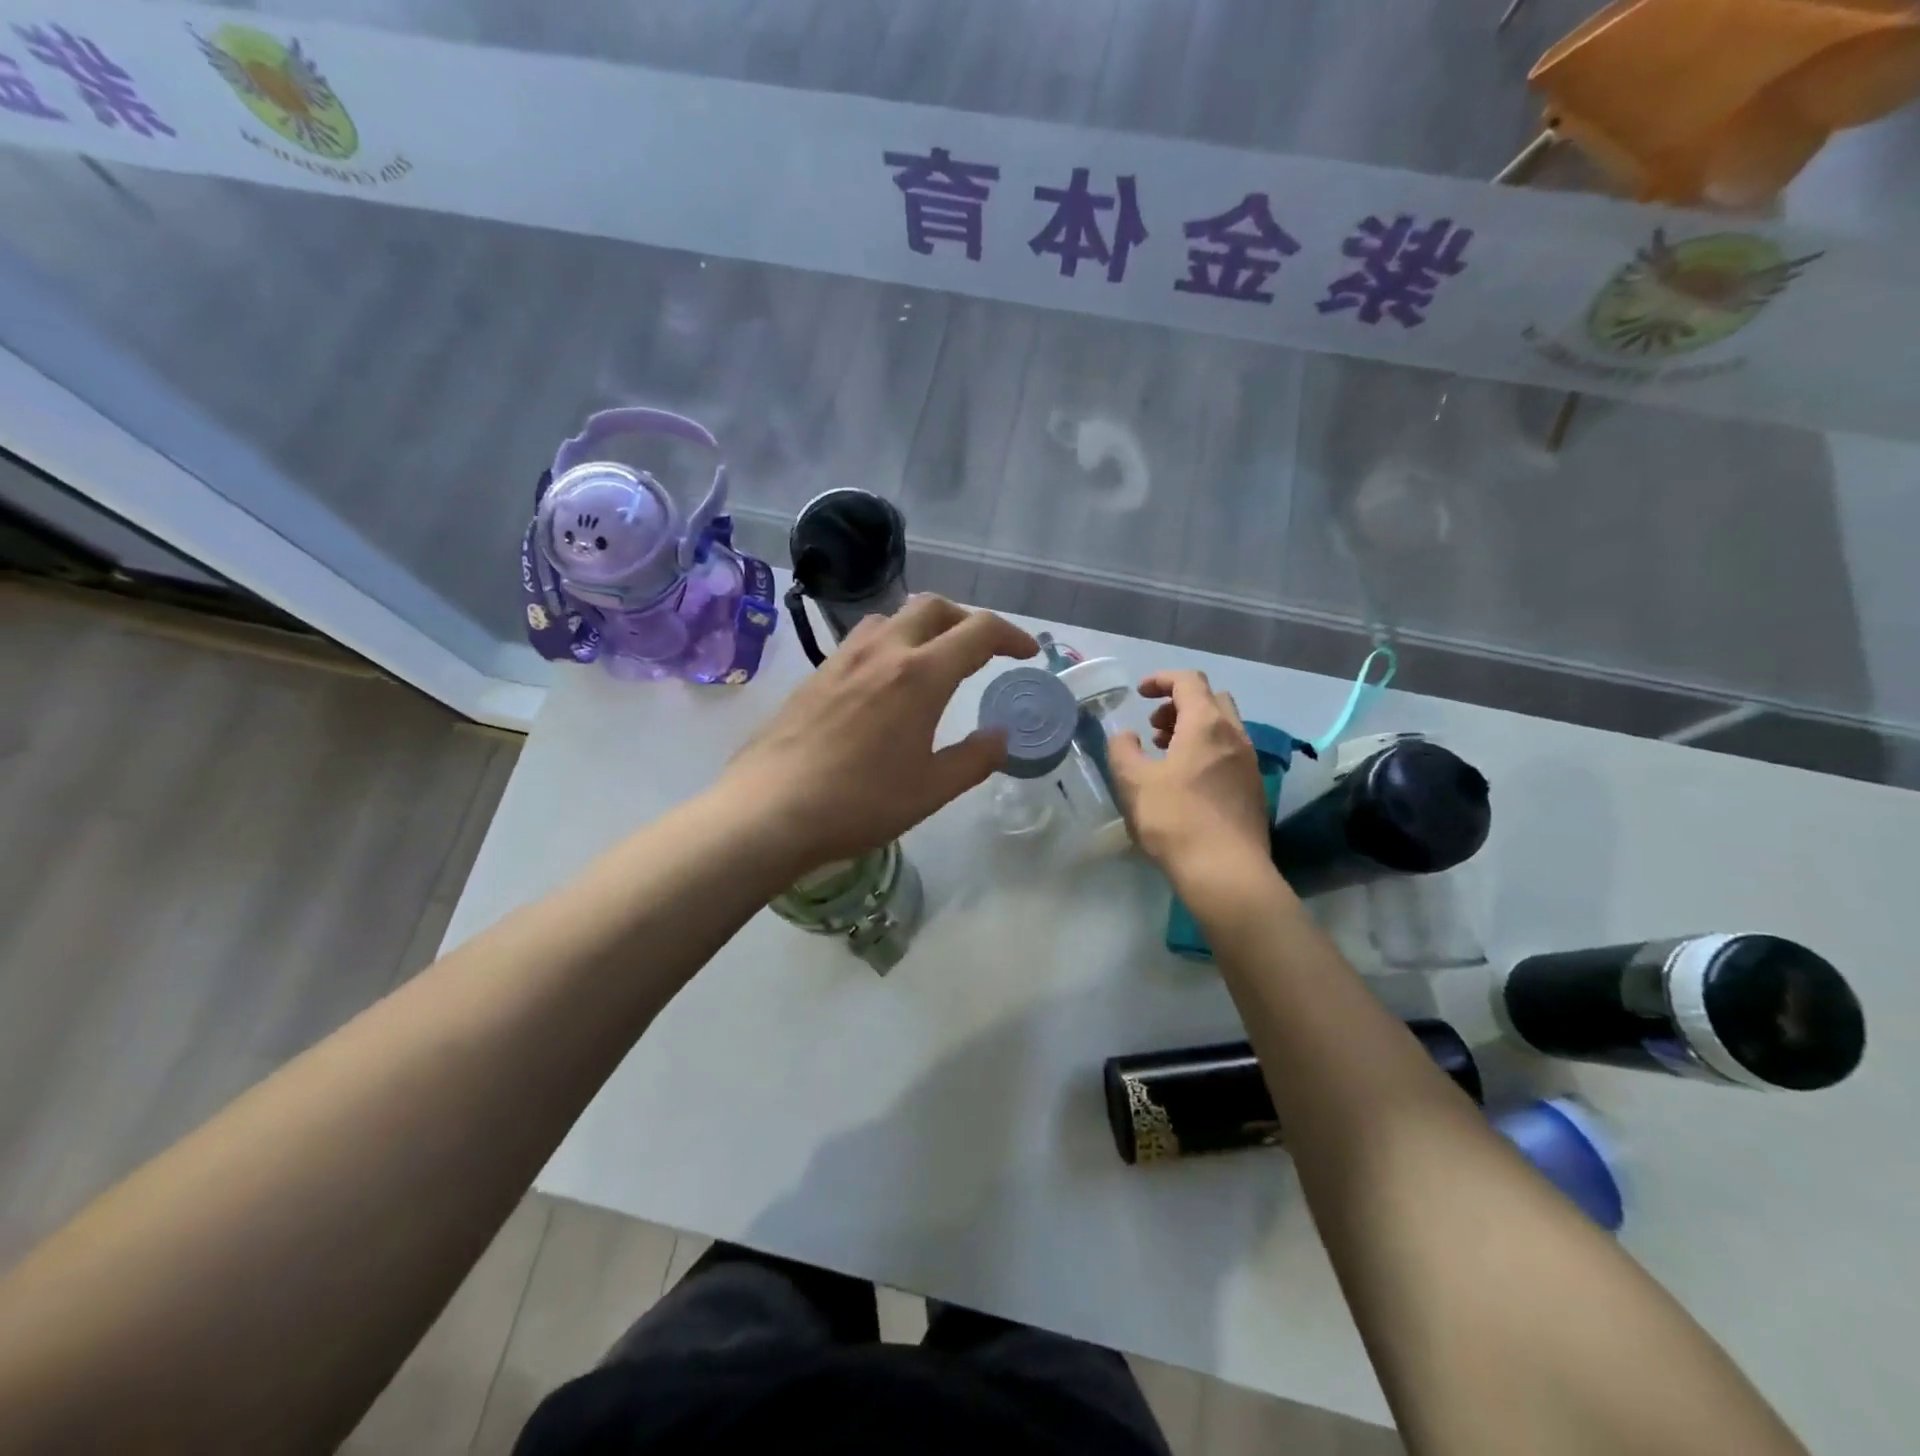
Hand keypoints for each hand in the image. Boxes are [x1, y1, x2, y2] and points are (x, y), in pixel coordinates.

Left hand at [720, 596, 1037, 871]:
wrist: (768, 810)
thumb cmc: (859, 803)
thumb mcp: (930, 790)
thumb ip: (974, 759)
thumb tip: (1001, 737)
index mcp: (920, 675)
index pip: (978, 632)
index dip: (1010, 637)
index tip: (1026, 654)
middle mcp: (883, 652)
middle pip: (933, 607)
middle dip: (966, 620)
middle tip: (981, 651)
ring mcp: (843, 659)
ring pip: (893, 617)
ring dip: (924, 626)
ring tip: (933, 660)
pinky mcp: (816, 674)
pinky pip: (863, 639)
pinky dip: (890, 643)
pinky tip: (885, 683)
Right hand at [1108, 671, 1273, 892]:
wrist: (1225, 871)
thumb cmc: (1175, 820)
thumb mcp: (1134, 782)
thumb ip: (1123, 750)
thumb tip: (1126, 737)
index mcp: (1206, 725)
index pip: (1188, 681)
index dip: (1161, 680)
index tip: (1140, 694)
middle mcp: (1235, 735)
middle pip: (1211, 699)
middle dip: (1180, 704)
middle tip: (1154, 726)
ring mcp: (1249, 763)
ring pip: (1223, 727)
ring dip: (1193, 728)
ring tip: (1165, 754)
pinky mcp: (1253, 788)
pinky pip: (1229, 752)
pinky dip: (1206, 750)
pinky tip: (1186, 781)